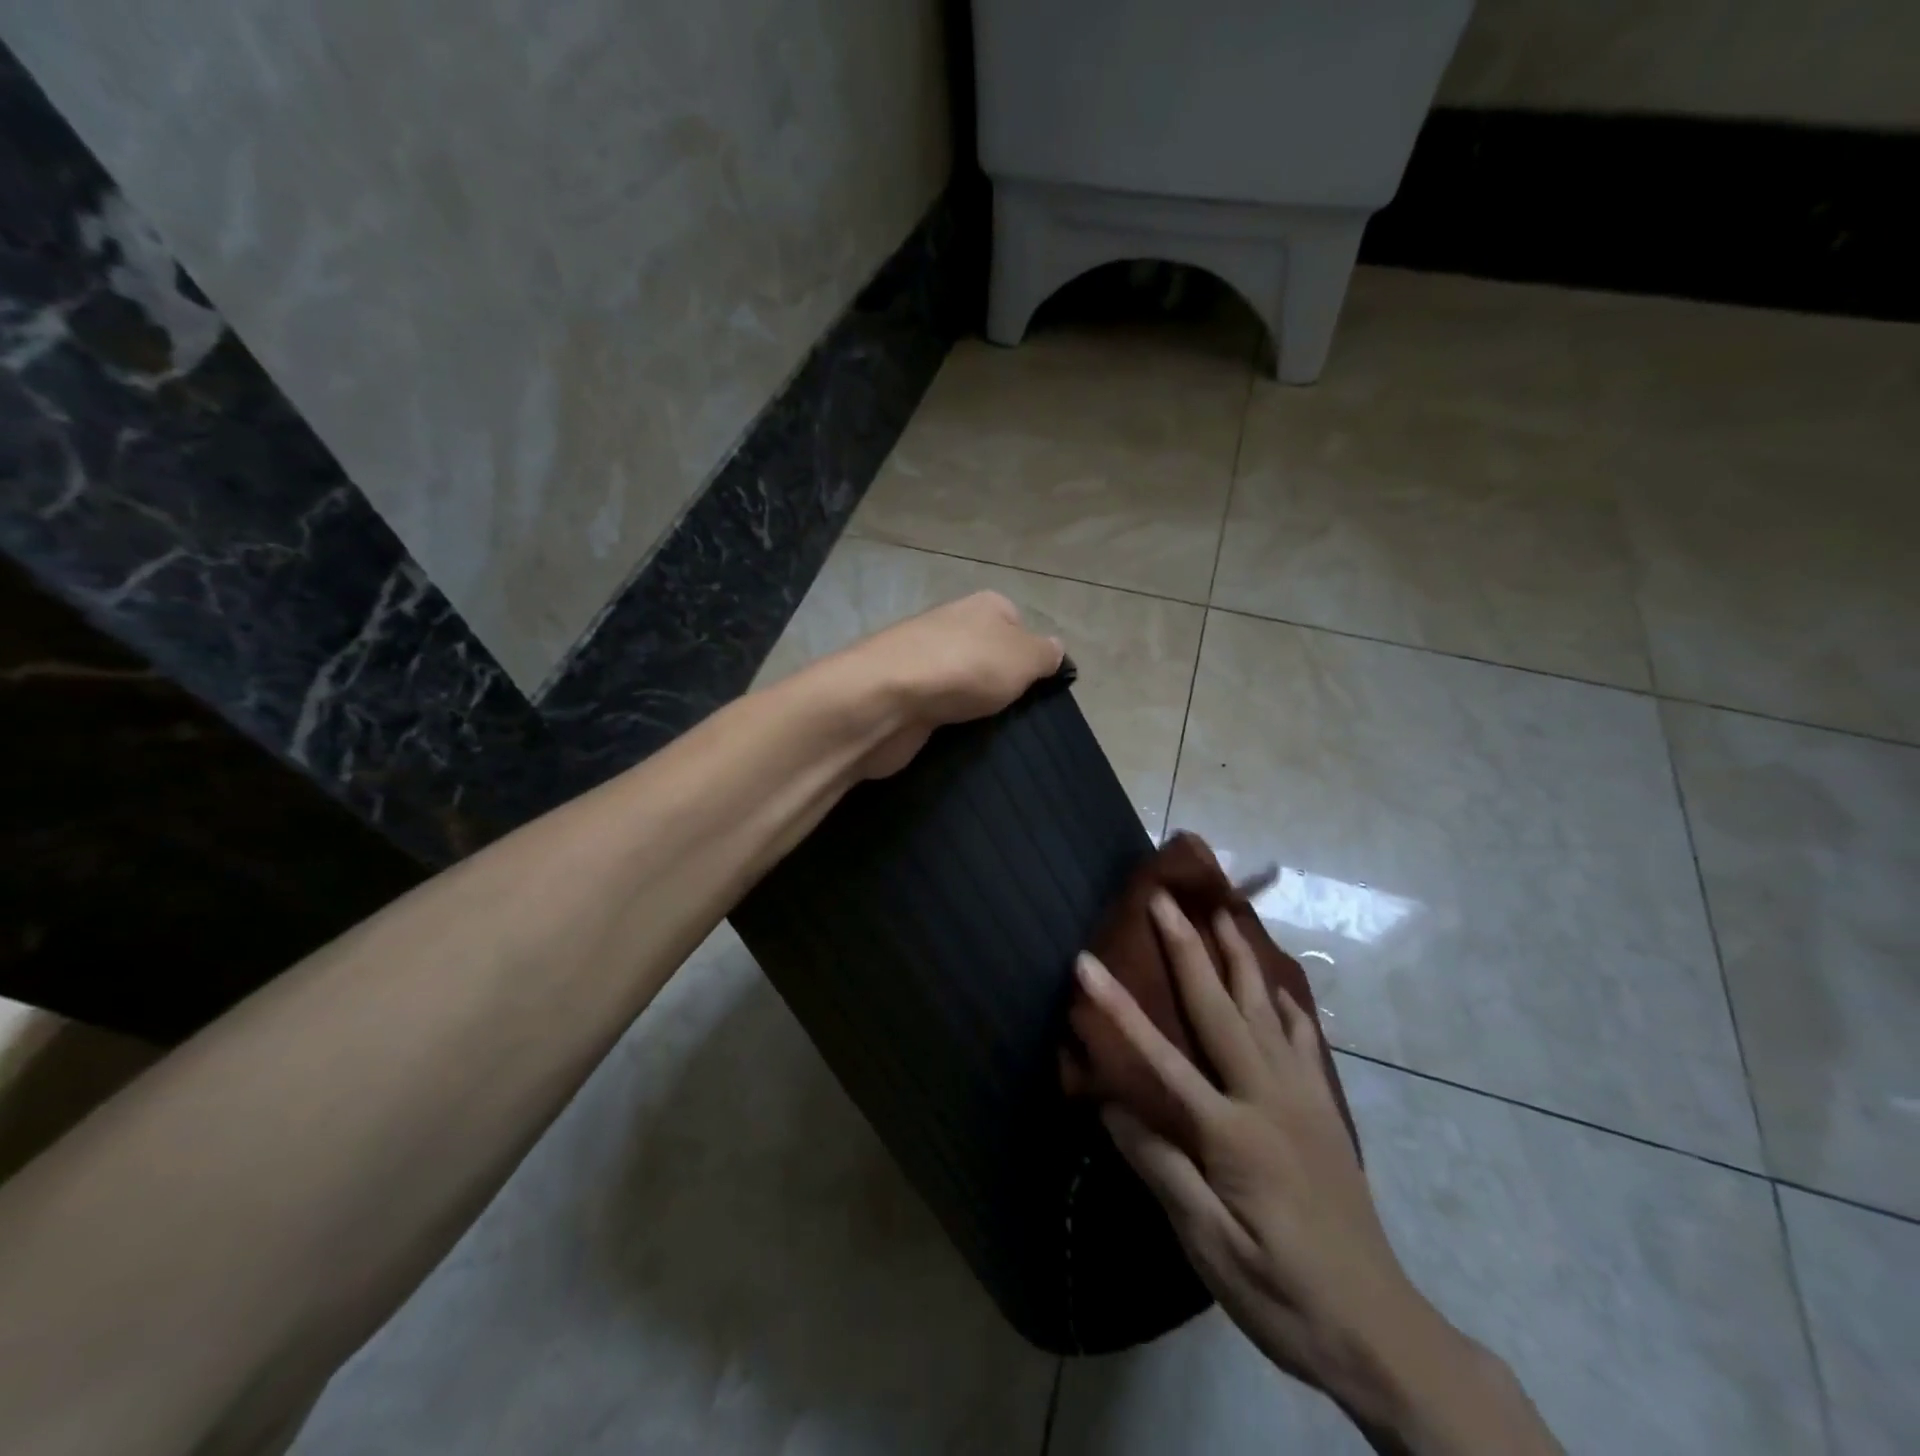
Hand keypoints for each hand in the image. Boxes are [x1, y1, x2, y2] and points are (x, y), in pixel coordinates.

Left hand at [820, 592, 1063, 778]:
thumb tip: (1055, 650)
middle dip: (1002, 683)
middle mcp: (951, 626)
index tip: (1039, 684)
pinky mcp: (904, 695)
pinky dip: (948, 723)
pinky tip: (957, 739)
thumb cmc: (965, 668)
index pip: (1016, 622)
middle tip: (1018, 711)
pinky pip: (939, 708)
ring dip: (975, 706)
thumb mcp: (1024, 657)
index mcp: (983, 606)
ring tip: (991, 731)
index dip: (1030, 654)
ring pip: (963, 684)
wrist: (886, 699)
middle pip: (989, 655)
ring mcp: (923, 660)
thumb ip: (1045, 654)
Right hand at [1075, 897, 1560, 1455]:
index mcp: (1233, 1132)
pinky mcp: (1325, 1111)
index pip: (1160, 1059)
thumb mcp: (1211, 1248)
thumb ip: (1163, 1169)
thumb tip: (1112, 1105)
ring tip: (1224, 913)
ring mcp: (1303, 1098)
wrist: (1382, 1331)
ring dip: (1240, 958)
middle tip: (1164, 898)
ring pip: (1266, 1011)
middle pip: (1220, 1009)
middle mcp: (1269, 1098)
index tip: (1086, 963)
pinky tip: (1279, 988)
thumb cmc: (1283, 1294)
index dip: (1117, 1008)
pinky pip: (1305, 1043)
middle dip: (1187, 949)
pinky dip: (1288, 1007)